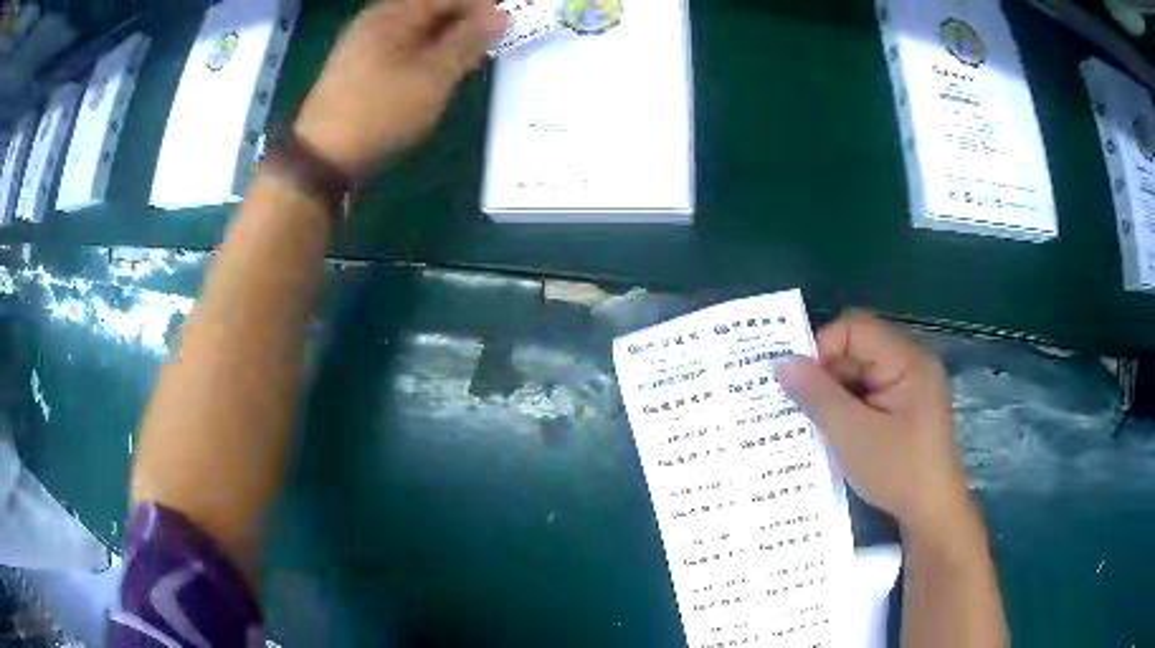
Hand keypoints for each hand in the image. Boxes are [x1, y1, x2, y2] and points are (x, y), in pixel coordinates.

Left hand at [294, 0, 506, 177]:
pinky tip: (435, 74)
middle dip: (463, 24)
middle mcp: (376, 19)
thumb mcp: (433, 76)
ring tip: (467, 63)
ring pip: (417, 29)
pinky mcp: (358, 66)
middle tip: (487, 48)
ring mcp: (363, 42)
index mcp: (394, 13)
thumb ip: (468, 42)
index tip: (505, 29)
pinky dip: (424, 54)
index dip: (480, 7)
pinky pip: (401, 46)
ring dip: (446, 40)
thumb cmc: (381, 112)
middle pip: (431, 8)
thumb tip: (499, 15)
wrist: (322, 158)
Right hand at [775, 312, 971, 537]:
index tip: (795, 383)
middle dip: (825, 376)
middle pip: (857, 351)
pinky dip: (846, 410)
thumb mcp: (853, 435)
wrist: (932, 514)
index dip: (822, 347)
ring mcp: (908, 388)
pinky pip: (867, 396)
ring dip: (833, 396)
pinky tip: (830, 434)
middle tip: (794, 407)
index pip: (855, 329)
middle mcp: (910, 365)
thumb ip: (818, 396)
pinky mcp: (904, 410)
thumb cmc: (898, 472)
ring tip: (807, 424)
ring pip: (859, 376)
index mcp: (907, 361)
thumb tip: (782, 363)